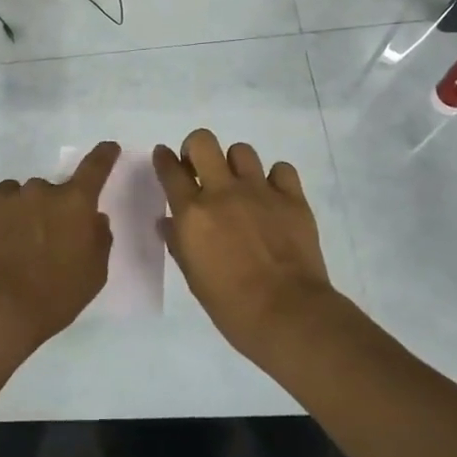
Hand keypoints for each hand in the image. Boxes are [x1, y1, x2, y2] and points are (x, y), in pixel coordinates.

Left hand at [0, 141, 120, 355]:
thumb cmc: (55, 296)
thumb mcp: (94, 274)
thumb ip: (99, 239)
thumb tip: (94, 218)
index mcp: (75, 203)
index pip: (95, 168)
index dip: (104, 156)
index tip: (108, 148)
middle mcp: (42, 189)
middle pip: (49, 189)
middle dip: (48, 208)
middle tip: (41, 239)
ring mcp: (7, 194)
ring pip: (17, 191)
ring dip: (18, 208)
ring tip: (8, 241)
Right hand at [154, 128, 335, 363]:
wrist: (288, 314)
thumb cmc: (232, 306)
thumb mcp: (194, 278)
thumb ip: (179, 243)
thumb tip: (168, 223)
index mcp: (193, 213)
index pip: (170, 170)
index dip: (164, 158)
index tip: (164, 156)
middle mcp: (223, 192)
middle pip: (203, 142)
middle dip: (196, 148)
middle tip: (200, 168)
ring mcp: (260, 191)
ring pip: (242, 151)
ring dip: (235, 165)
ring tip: (240, 185)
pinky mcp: (292, 197)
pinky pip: (281, 169)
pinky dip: (275, 178)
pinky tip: (273, 197)